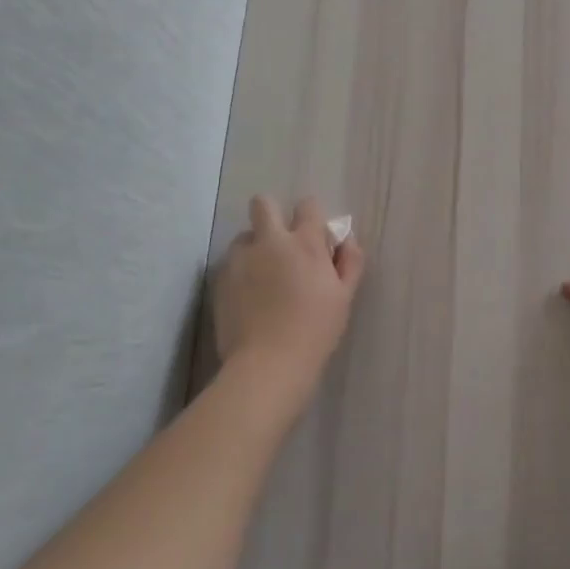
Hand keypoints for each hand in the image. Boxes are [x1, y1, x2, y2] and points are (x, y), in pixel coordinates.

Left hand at [212, 194, 363, 411]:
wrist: (268, 364)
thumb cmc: (315, 331)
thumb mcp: (344, 297)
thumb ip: (349, 261)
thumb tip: (345, 239)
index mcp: (305, 243)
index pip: (308, 205)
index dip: (312, 217)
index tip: (314, 239)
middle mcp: (269, 241)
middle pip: (263, 204)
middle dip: (271, 215)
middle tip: (281, 246)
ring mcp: (240, 259)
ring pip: (244, 236)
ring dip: (255, 247)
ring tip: (263, 278)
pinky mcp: (220, 279)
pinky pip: (231, 263)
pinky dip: (241, 272)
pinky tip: (249, 299)